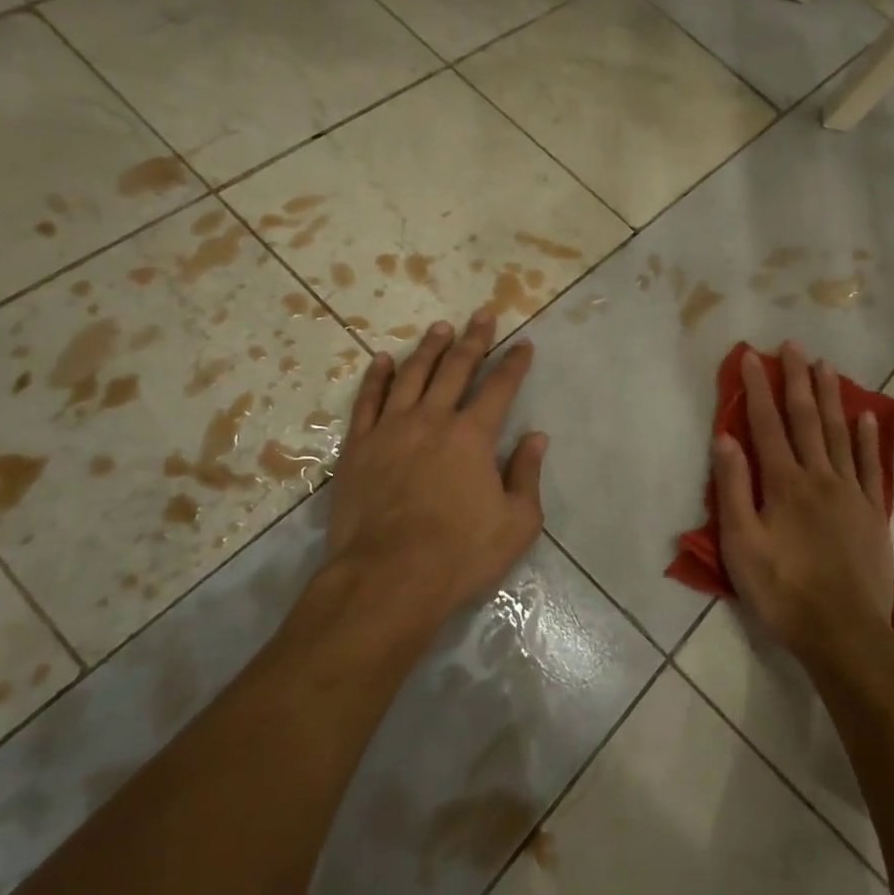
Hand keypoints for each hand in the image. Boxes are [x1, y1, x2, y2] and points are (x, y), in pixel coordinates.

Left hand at [317, 312, 547, 641]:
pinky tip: (383, 360)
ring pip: (412, 375)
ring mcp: (391, 430)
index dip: (514, 363)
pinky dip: (377, 377)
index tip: (523, 344)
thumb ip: (527, 475)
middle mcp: (433, 420)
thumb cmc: (459, 555)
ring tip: (441, 328)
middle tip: (483, 314)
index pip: (500, 388)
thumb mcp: (516, 523)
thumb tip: (536, 438)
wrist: (386, 580)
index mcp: (473, 436)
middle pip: (456, 368)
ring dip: (429, 348)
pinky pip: (368, 402)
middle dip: (474, 339)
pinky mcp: (357, 447)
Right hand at [714, 343, 893, 671]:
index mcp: (784, 483)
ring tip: (826, 367)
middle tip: (794, 345)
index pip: (766, 424)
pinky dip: (868, 439)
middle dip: (797, 380)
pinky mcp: (873, 513)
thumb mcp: (742, 545)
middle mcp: (819, 476)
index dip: (757, 388)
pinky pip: (872, 466)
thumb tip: (725, 437)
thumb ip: (733, 488)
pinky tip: (867, 417)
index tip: (752, 356)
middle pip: (807, 419)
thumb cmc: (783, 591)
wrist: (844, 634)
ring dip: (831, 398)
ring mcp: (851, 493)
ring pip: (840, 434)